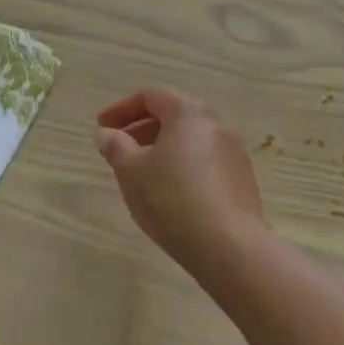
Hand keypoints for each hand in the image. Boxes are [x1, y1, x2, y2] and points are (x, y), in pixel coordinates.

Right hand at [95, 87, 264, 272]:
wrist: (230, 248)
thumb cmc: (172, 199)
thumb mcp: (130, 171)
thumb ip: (115, 146)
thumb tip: (107, 134)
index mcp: (188, 113)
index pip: (150, 96)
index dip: (121, 109)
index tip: (101, 128)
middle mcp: (216, 124)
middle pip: (173, 115)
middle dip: (141, 128)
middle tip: (118, 148)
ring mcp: (234, 153)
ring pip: (189, 140)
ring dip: (161, 149)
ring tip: (140, 173)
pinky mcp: (242, 180)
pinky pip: (204, 161)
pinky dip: (181, 166)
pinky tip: (168, 193)